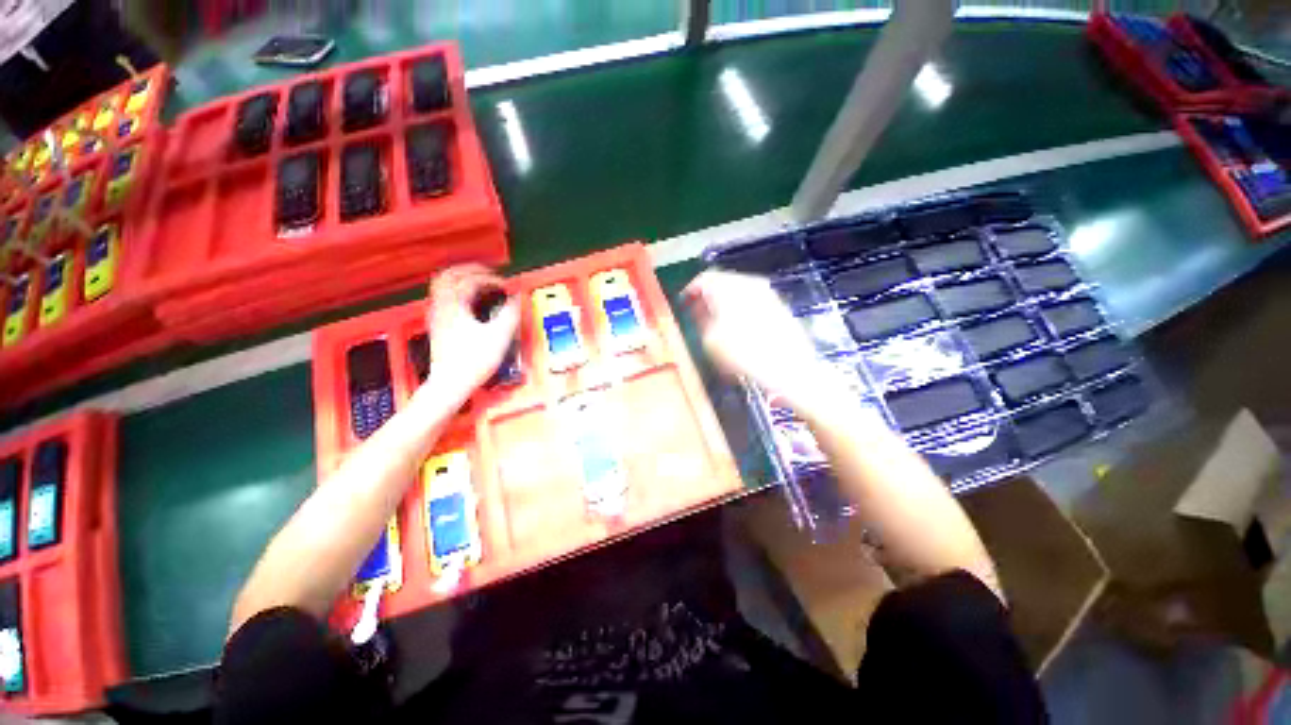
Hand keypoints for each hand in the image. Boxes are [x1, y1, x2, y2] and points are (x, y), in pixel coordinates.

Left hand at [423, 264, 519, 404]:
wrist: (450, 383)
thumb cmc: (473, 361)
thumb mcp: (499, 336)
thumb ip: (510, 313)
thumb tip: (516, 299)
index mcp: (454, 305)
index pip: (471, 280)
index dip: (491, 279)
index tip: (506, 286)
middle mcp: (441, 306)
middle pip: (449, 274)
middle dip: (471, 270)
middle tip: (490, 273)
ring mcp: (436, 316)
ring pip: (442, 285)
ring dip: (461, 279)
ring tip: (479, 282)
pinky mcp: (437, 325)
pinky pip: (442, 298)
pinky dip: (456, 292)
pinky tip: (468, 301)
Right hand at [683, 271, 842, 411]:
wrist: (790, 368)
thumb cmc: (745, 354)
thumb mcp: (711, 340)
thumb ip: (701, 319)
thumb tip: (699, 310)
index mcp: (730, 287)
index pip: (704, 279)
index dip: (691, 291)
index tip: (683, 304)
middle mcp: (749, 283)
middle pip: (722, 282)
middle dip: (707, 296)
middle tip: (697, 313)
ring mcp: (766, 293)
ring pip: (737, 291)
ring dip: (723, 302)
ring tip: (714, 321)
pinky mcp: (778, 305)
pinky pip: (751, 299)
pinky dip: (739, 308)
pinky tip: (736, 326)